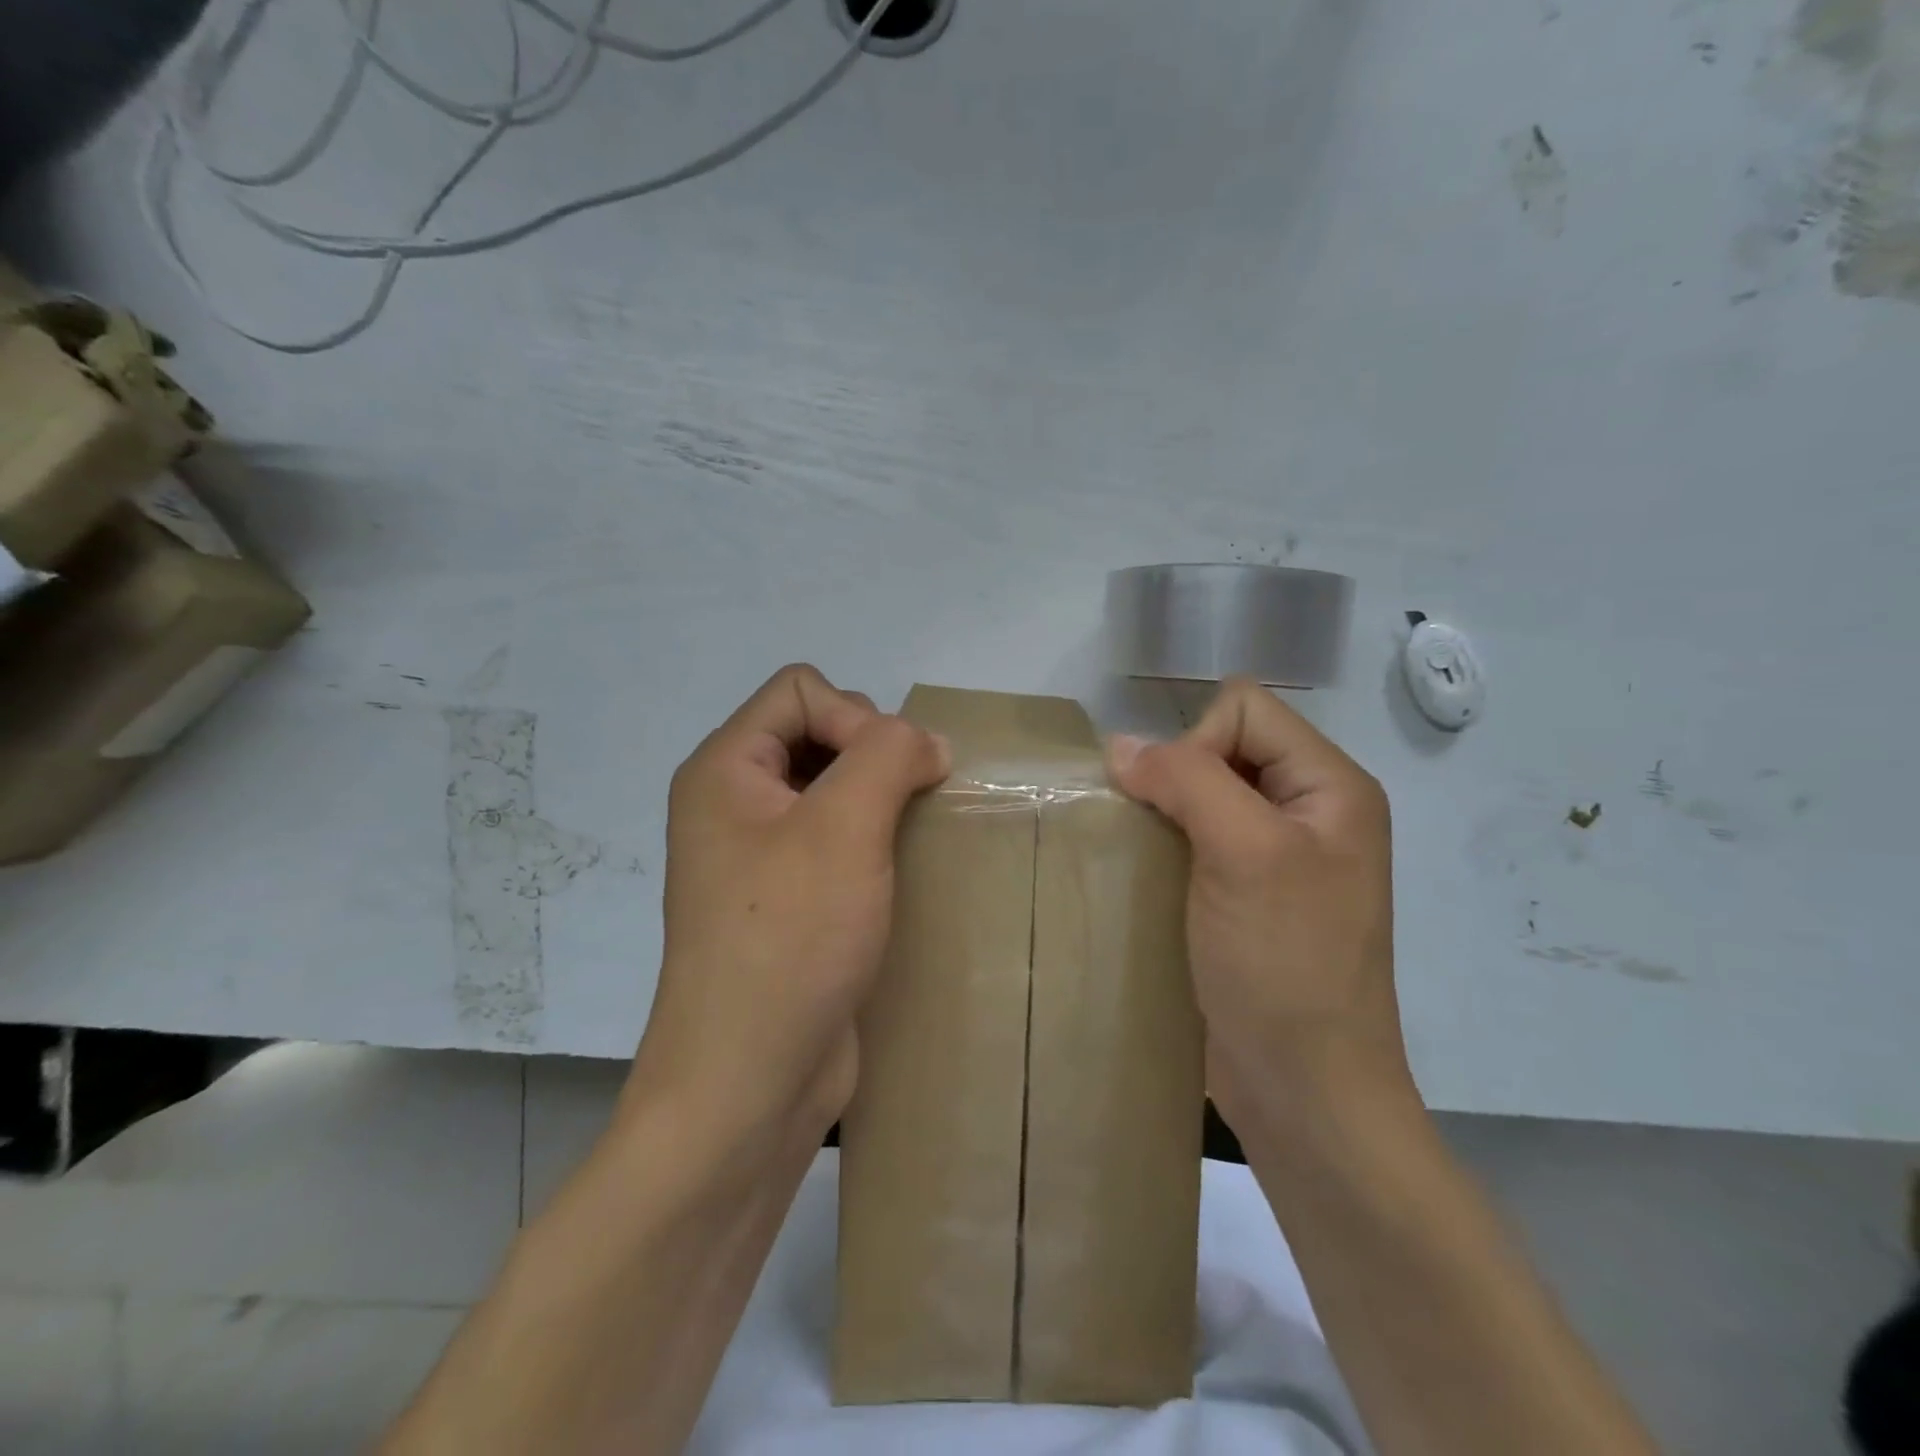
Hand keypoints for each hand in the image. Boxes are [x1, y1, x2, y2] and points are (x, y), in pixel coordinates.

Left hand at [628, 665, 948, 1151]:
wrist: (750, 1082)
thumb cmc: (788, 941)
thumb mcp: (842, 828)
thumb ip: (888, 755)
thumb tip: (926, 743)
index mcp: (725, 770)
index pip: (800, 689)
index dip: (856, 715)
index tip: (890, 777)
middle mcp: (734, 804)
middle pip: (817, 731)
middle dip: (874, 755)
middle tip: (904, 808)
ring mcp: (760, 856)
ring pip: (834, 788)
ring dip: (883, 800)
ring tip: (914, 835)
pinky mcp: (790, 901)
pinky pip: (838, 840)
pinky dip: (877, 841)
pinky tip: (904, 871)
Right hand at [1105, 680, 1409, 1135]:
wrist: (1304, 1089)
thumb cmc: (1285, 964)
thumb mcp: (1245, 854)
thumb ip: (1188, 780)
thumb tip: (1120, 746)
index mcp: (1330, 786)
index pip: (1245, 709)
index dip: (1199, 743)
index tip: (1183, 809)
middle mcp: (1308, 811)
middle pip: (1222, 747)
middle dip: (1176, 777)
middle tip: (1163, 836)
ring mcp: (1276, 857)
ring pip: (1200, 795)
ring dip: (1162, 814)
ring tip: (1143, 855)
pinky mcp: (1243, 895)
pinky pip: (1194, 840)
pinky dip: (1163, 846)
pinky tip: (1147, 878)